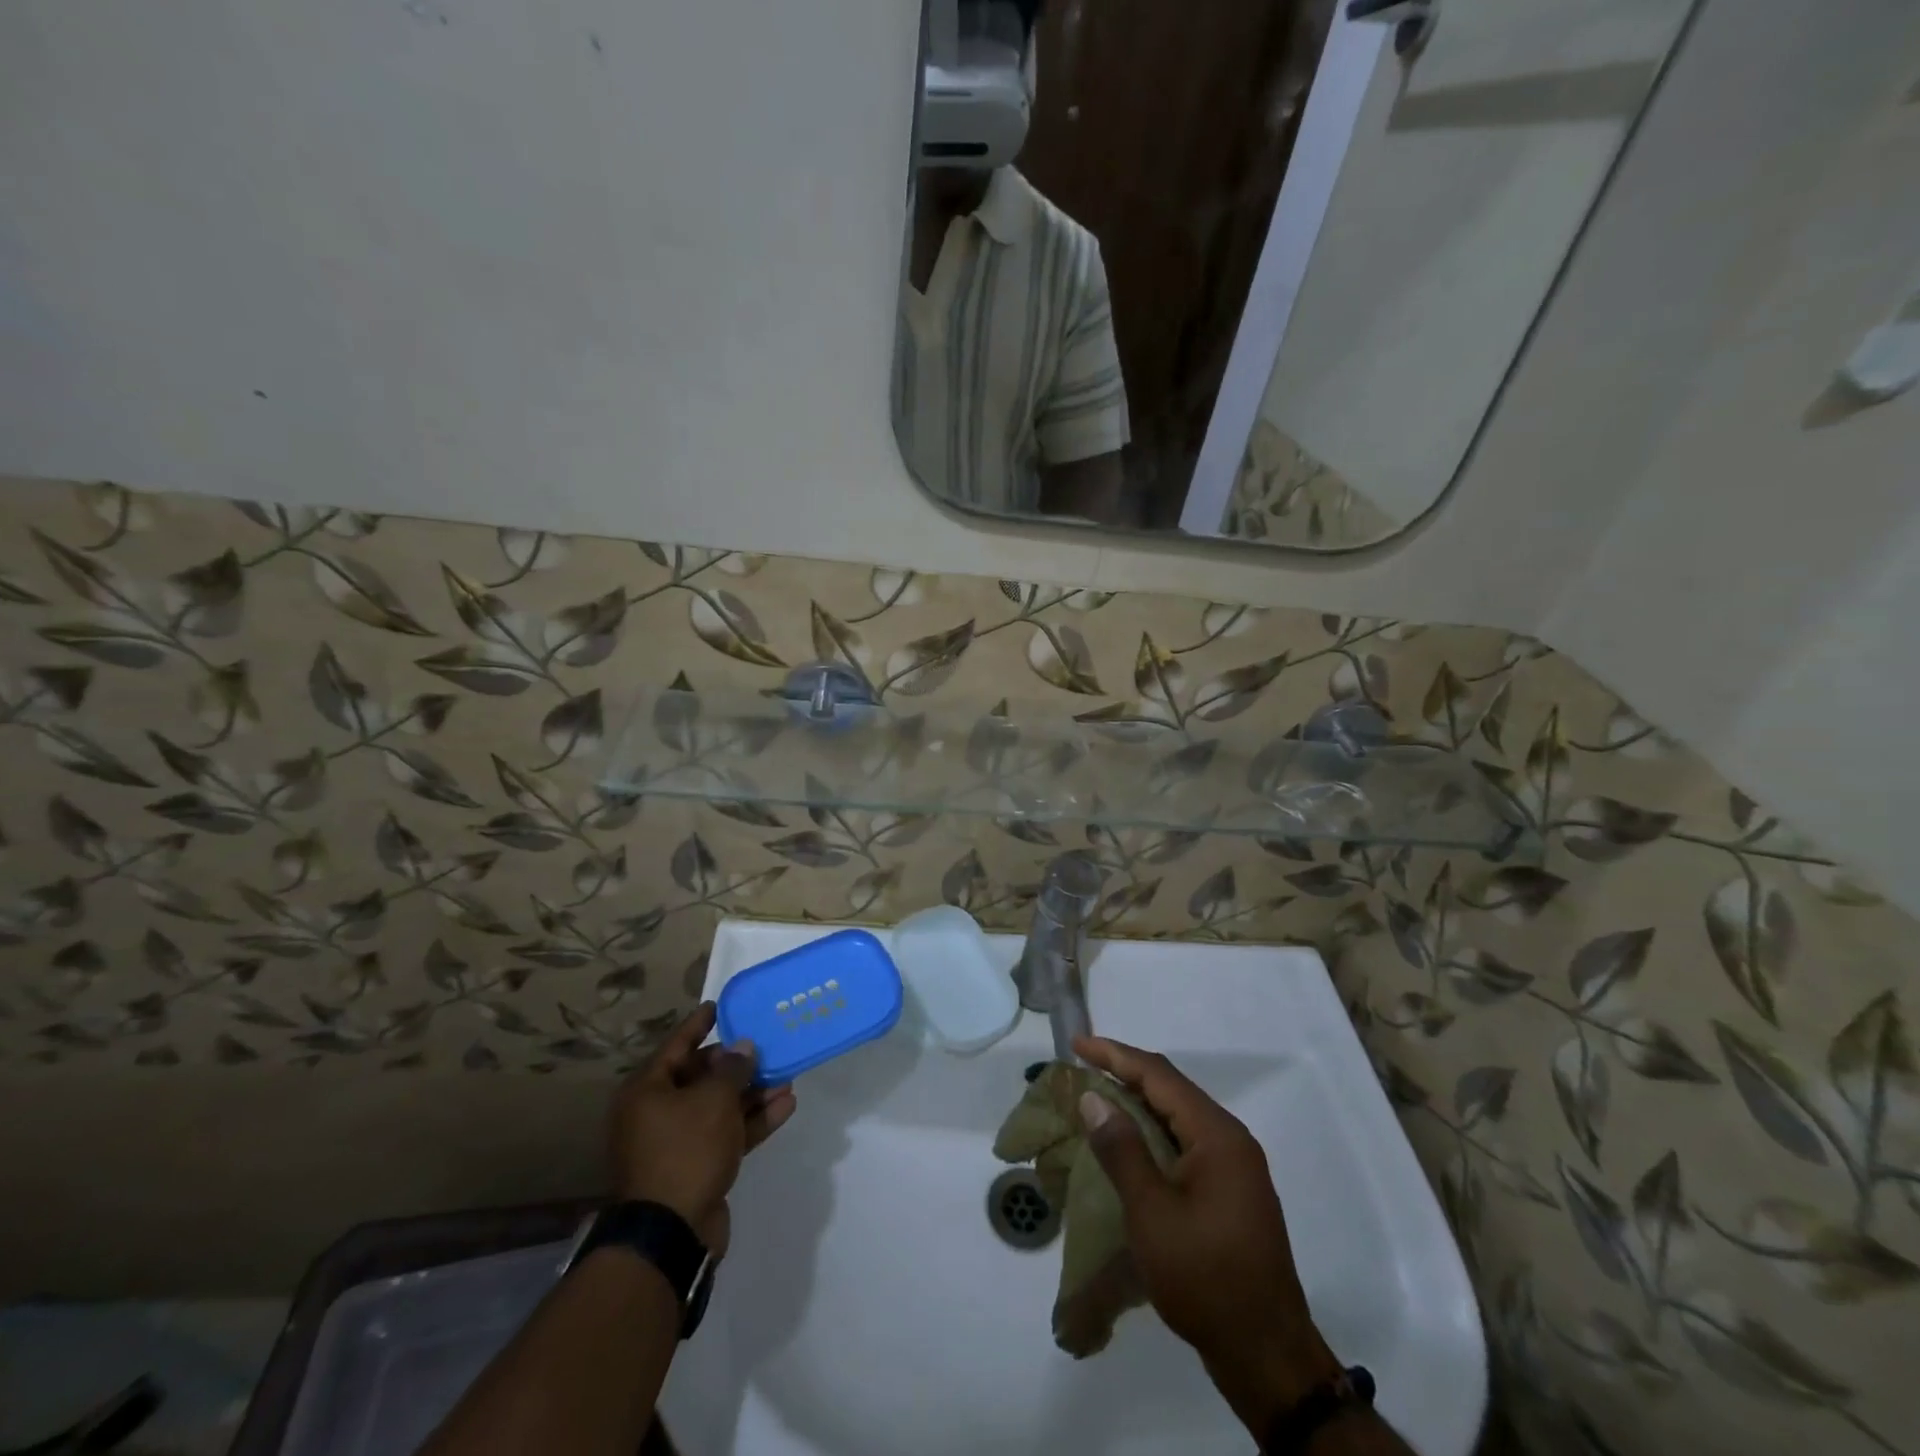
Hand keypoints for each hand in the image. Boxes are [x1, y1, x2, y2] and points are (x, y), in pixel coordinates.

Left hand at [608, 1002, 796, 1255]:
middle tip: (766, 1045)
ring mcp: (677, 1142)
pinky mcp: (698, 1166)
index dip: (699, 1023)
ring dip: (752, 1092)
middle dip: (736, 1063)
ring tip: (787, 1075)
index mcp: (647, 1090)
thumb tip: (742, 1048)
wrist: (671, 1233)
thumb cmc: (685, 1150)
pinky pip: (727, 1133)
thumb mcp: (714, 1100)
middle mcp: (657, 1112)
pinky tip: (786, 1105)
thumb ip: (732, 1069)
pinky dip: (753, 1120)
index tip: (719, 1005)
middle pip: (700, 1076)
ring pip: (719, 1106)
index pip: (676, 1044)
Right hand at [1074, 1036, 1340, 1435]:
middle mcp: (1231, 1140)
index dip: (1115, 1055)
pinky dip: (1153, 1134)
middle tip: (1083, 1067)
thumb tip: (1094, 1097)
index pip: (1159, 1076)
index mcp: (1218, 1135)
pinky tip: (1129, 1144)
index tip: (1077, 1044)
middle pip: (1171, 1090)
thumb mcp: (1152, 1213)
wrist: (1267, 1356)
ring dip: (1138, 1104)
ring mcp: (1234, 1168)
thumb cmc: (1205, 1278)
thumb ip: (1122, 1149)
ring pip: (1178, 1117)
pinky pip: (1185, 1143)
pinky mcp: (1230, 1193)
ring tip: (1097, 1098)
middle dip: (1126, 1074)